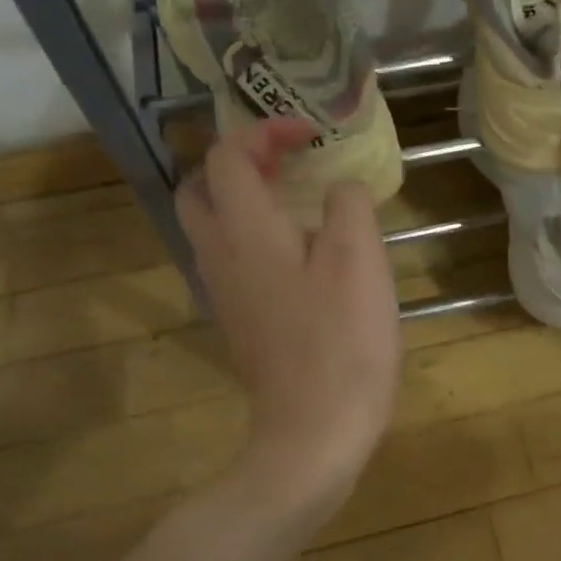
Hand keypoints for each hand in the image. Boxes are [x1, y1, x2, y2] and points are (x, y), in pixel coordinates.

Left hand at [178, 120, 400, 506]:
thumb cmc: (342, 341)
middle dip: (236, 161)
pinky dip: (250, 235)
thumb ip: (348, 206)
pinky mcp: (237, 320)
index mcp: (245, 230)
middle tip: (285, 162)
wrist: (314, 429)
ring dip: (241, 198)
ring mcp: (222, 292)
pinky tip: (296, 253)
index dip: (265, 130)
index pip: (230, 155)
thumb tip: (340, 190)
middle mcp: (218, 254)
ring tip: (294, 199)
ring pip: (209, 225)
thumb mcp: (360, 260)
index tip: (311, 132)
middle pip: (199, 188)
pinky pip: (228, 258)